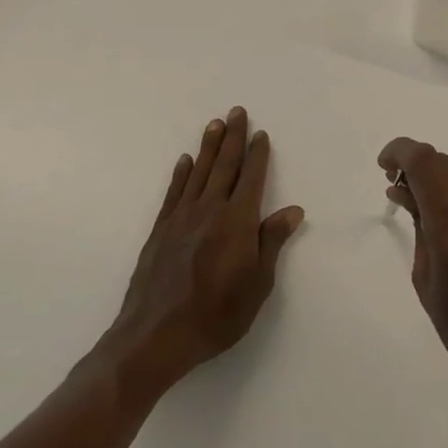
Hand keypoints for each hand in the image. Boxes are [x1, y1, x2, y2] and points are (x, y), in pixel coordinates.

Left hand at [106, 108, 303, 394]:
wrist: (155, 336)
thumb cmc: (216, 315)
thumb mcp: (257, 285)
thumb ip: (271, 242)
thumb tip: (293, 209)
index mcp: (237, 222)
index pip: (251, 178)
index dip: (258, 155)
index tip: (261, 134)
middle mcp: (210, 210)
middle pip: (224, 166)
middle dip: (233, 138)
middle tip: (237, 111)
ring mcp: (182, 218)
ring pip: (199, 173)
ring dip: (208, 147)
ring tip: (214, 124)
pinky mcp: (161, 230)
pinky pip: (174, 192)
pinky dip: (181, 174)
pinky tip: (185, 161)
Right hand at [379, 137, 447, 423]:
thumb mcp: (428, 284)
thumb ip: (419, 229)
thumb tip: (404, 192)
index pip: (424, 161)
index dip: (399, 151)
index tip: (383, 165)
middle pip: (444, 162)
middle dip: (417, 167)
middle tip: (399, 191)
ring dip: (439, 178)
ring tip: (422, 207)